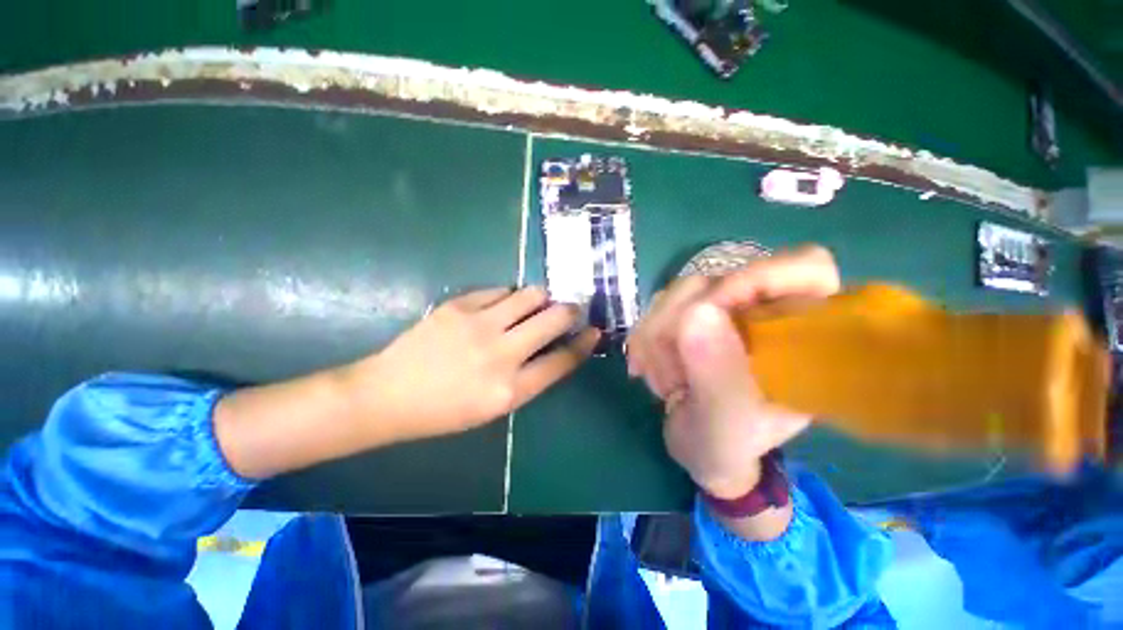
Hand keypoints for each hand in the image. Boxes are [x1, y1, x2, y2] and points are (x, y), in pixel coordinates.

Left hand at [345, 287, 599, 443]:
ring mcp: (478, 325)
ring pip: (530, 295)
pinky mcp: (458, 306)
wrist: (388, 395)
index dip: (584, 343)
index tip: (594, 330)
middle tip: (570, 309)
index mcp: (510, 390)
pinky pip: (499, 291)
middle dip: (570, 311)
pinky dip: (508, 297)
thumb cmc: (444, 410)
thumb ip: (528, 377)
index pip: (562, 360)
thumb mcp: (494, 407)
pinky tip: (501, 305)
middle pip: (554, 319)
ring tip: (536, 304)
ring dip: (541, 298)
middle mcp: (500, 354)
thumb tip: (553, 347)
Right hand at [627, 246, 839, 498]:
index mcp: (803, 337)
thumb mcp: (725, 425)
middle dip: (679, 327)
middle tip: (673, 378)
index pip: (806, 268)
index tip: (707, 312)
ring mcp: (724, 308)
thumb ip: (717, 376)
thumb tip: (695, 313)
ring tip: (663, 383)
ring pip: (679, 291)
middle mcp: (765, 311)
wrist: (695, 444)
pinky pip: (657, 306)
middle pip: (717, 279)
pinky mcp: (691, 312)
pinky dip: (643, 337)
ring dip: (656, 338)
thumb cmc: (725, 444)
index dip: (757, 277)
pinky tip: (645, 367)